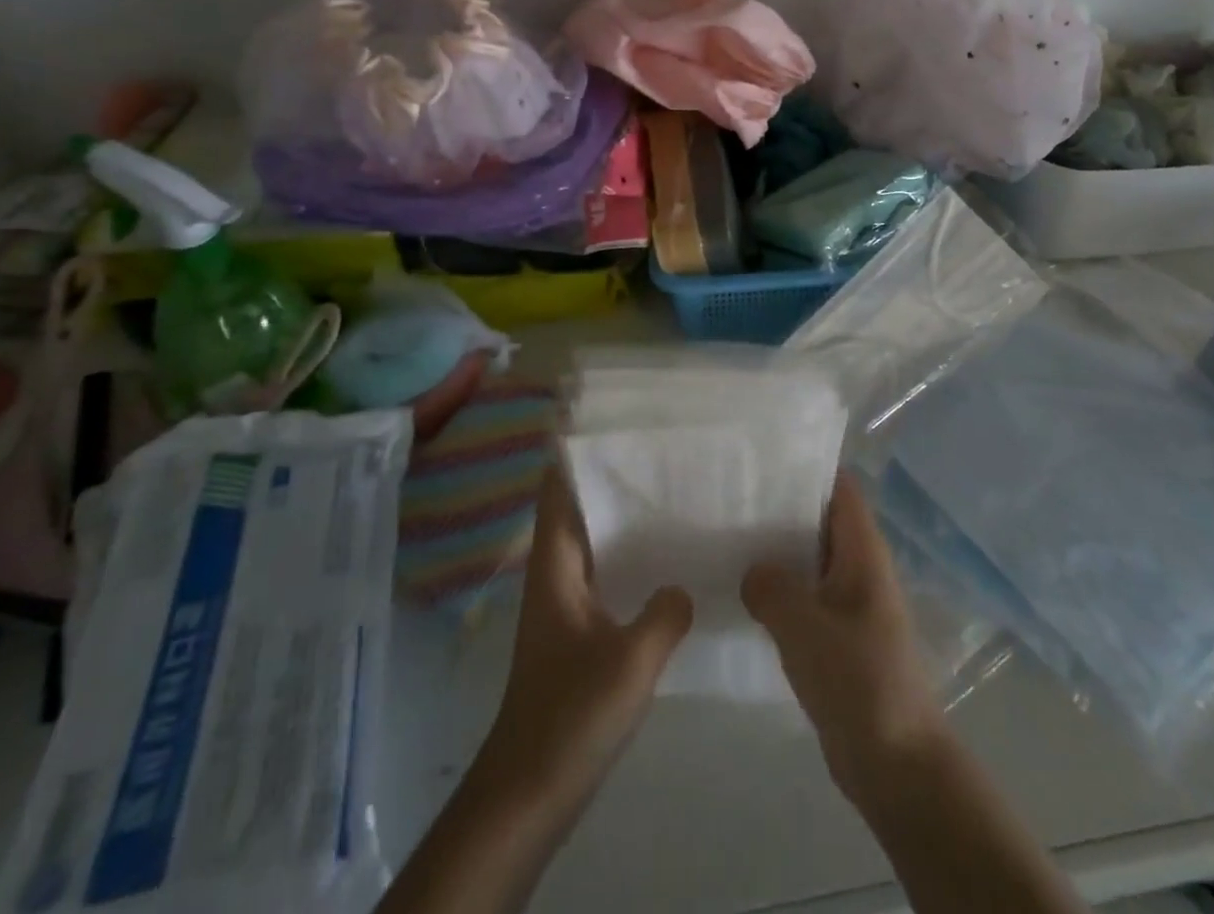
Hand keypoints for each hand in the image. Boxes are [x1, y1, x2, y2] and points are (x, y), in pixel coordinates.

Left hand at [475, 467, 693, 815]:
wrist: (529, 792)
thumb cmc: (570, 715)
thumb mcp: (630, 661)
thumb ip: (665, 614)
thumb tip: (684, 585)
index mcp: (555, 564)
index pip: (559, 488)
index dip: (577, 450)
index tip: (616, 421)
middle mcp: (554, 572)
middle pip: (577, 506)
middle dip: (611, 476)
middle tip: (661, 450)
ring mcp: (564, 602)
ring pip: (592, 539)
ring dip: (621, 516)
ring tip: (670, 492)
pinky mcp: (576, 630)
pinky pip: (603, 571)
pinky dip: (628, 555)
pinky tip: (665, 563)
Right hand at [742, 473, 948, 806]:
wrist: (897, 764)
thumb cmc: (858, 680)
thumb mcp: (804, 627)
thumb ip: (771, 588)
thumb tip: (753, 570)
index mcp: (863, 551)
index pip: (839, 488)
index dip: (806, 468)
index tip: (760, 460)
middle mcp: (860, 568)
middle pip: (820, 520)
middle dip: (781, 508)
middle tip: (730, 498)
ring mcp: (851, 604)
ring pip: (810, 560)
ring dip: (777, 552)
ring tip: (727, 538)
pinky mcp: (839, 637)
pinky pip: (806, 597)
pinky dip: (779, 590)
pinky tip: (741, 593)